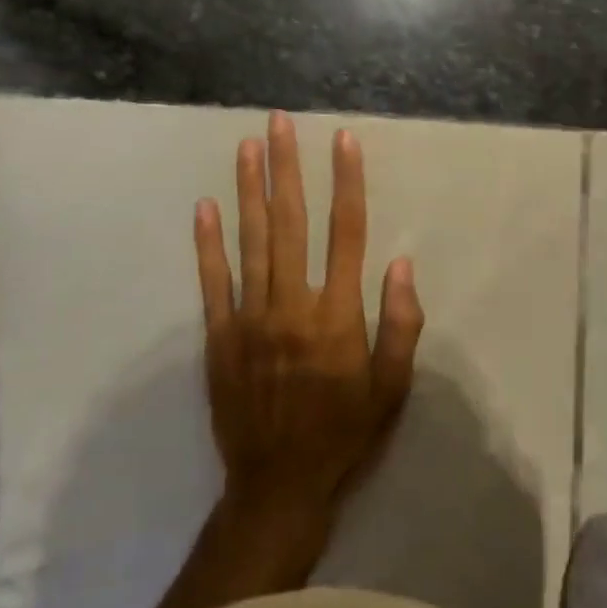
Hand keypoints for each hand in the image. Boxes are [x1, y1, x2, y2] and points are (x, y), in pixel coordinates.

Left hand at [193, 112, 422, 519]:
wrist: (278, 485)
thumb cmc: (344, 432)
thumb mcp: (392, 387)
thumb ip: (401, 324)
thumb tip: (402, 264)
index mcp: (337, 313)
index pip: (346, 231)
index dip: (346, 182)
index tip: (343, 140)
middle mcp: (292, 303)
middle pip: (290, 221)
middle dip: (286, 167)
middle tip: (278, 122)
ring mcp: (250, 317)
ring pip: (251, 240)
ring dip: (248, 189)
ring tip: (246, 146)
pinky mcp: (219, 336)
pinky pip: (212, 282)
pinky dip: (207, 243)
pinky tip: (204, 207)